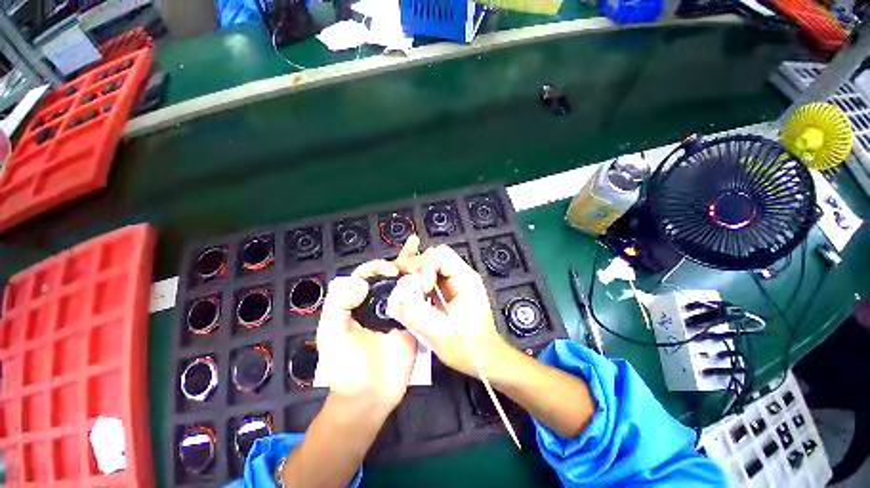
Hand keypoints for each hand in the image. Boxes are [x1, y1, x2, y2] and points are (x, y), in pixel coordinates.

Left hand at [315, 237, 421, 412]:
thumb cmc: (345, 366)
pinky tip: (432, 276)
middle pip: (389, 275)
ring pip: (406, 284)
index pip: (367, 274)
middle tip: (414, 244)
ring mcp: (397, 311)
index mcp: (357, 302)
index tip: (389, 270)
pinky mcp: (412, 321)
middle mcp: (378, 302)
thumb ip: (339, 304)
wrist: (369, 396)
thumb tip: (361, 284)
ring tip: (426, 254)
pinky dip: (425, 288)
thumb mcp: (331, 333)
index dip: (377, 267)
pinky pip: (418, 301)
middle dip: (401, 259)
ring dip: (415, 269)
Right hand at [393, 245, 511, 376]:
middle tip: (400, 280)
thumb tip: (397, 301)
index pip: (441, 255)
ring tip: (402, 285)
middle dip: (415, 266)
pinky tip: (410, 293)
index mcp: (466, 280)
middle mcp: (461, 276)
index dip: (425, 267)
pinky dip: (417, 283)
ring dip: (414, 273)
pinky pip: (429, 278)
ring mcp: (455, 282)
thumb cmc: (469, 348)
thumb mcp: (441, 334)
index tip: (421, 289)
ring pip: (430, 265)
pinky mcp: (448, 291)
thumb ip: (417, 316)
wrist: (484, 358)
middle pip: (434, 256)